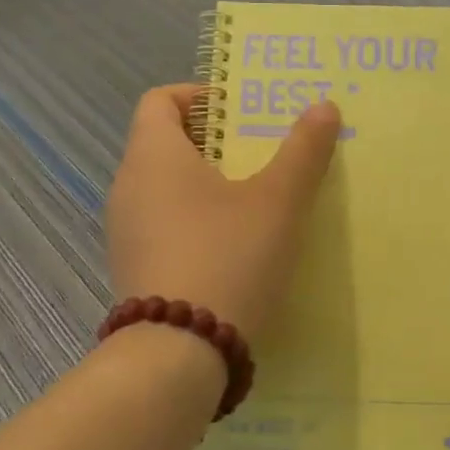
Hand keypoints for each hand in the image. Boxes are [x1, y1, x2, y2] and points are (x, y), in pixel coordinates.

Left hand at [105, 85, 340, 341]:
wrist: (178, 354)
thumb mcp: (278, 202)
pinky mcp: (133, 268)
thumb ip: (303, 151)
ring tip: (255, 202)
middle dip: (215, 142)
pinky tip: (232, 248)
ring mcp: (124, 231)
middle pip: (165, 143)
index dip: (200, 96)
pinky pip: (163, 225)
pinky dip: (194, 221)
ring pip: (165, 188)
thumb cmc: (228, 258)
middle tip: (263, 155)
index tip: (242, 113)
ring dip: (206, 185)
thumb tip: (324, 106)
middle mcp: (128, 185)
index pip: (160, 100)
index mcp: (154, 156)